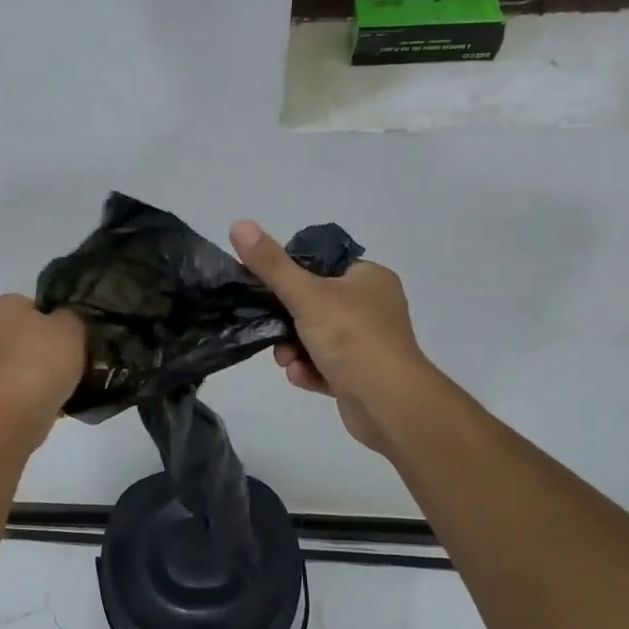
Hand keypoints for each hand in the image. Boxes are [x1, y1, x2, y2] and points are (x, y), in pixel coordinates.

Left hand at [0, 295, 86, 432]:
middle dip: (39, 346)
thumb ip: (69, 317)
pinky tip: (49, 402)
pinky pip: (12, 389)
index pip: (28, 305)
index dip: (51, 319)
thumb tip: (63, 321)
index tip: (68, 335)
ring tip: (62, 385)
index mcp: (0, 306)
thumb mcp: (71, 326)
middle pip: (19, 335)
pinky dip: (27, 394)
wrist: (15, 409)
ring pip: (14, 363)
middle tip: (67, 359)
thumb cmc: (42, 357)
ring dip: (33, 372)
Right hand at [231, 220, 429, 453]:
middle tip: (271, 331)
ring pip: (316, 338)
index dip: (290, 276)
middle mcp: (373, 306)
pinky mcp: (361, 375)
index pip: (321, 265)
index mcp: (369, 278)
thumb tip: (239, 224)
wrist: (389, 404)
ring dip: (294, 349)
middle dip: (286, 322)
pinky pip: (325, 365)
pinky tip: (301, 376)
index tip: (265, 290)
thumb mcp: (306, 294)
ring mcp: (369, 342)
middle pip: (314, 304)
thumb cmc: (351, 338)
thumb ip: (271, 263)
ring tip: (286, 361)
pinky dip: (309, 369)